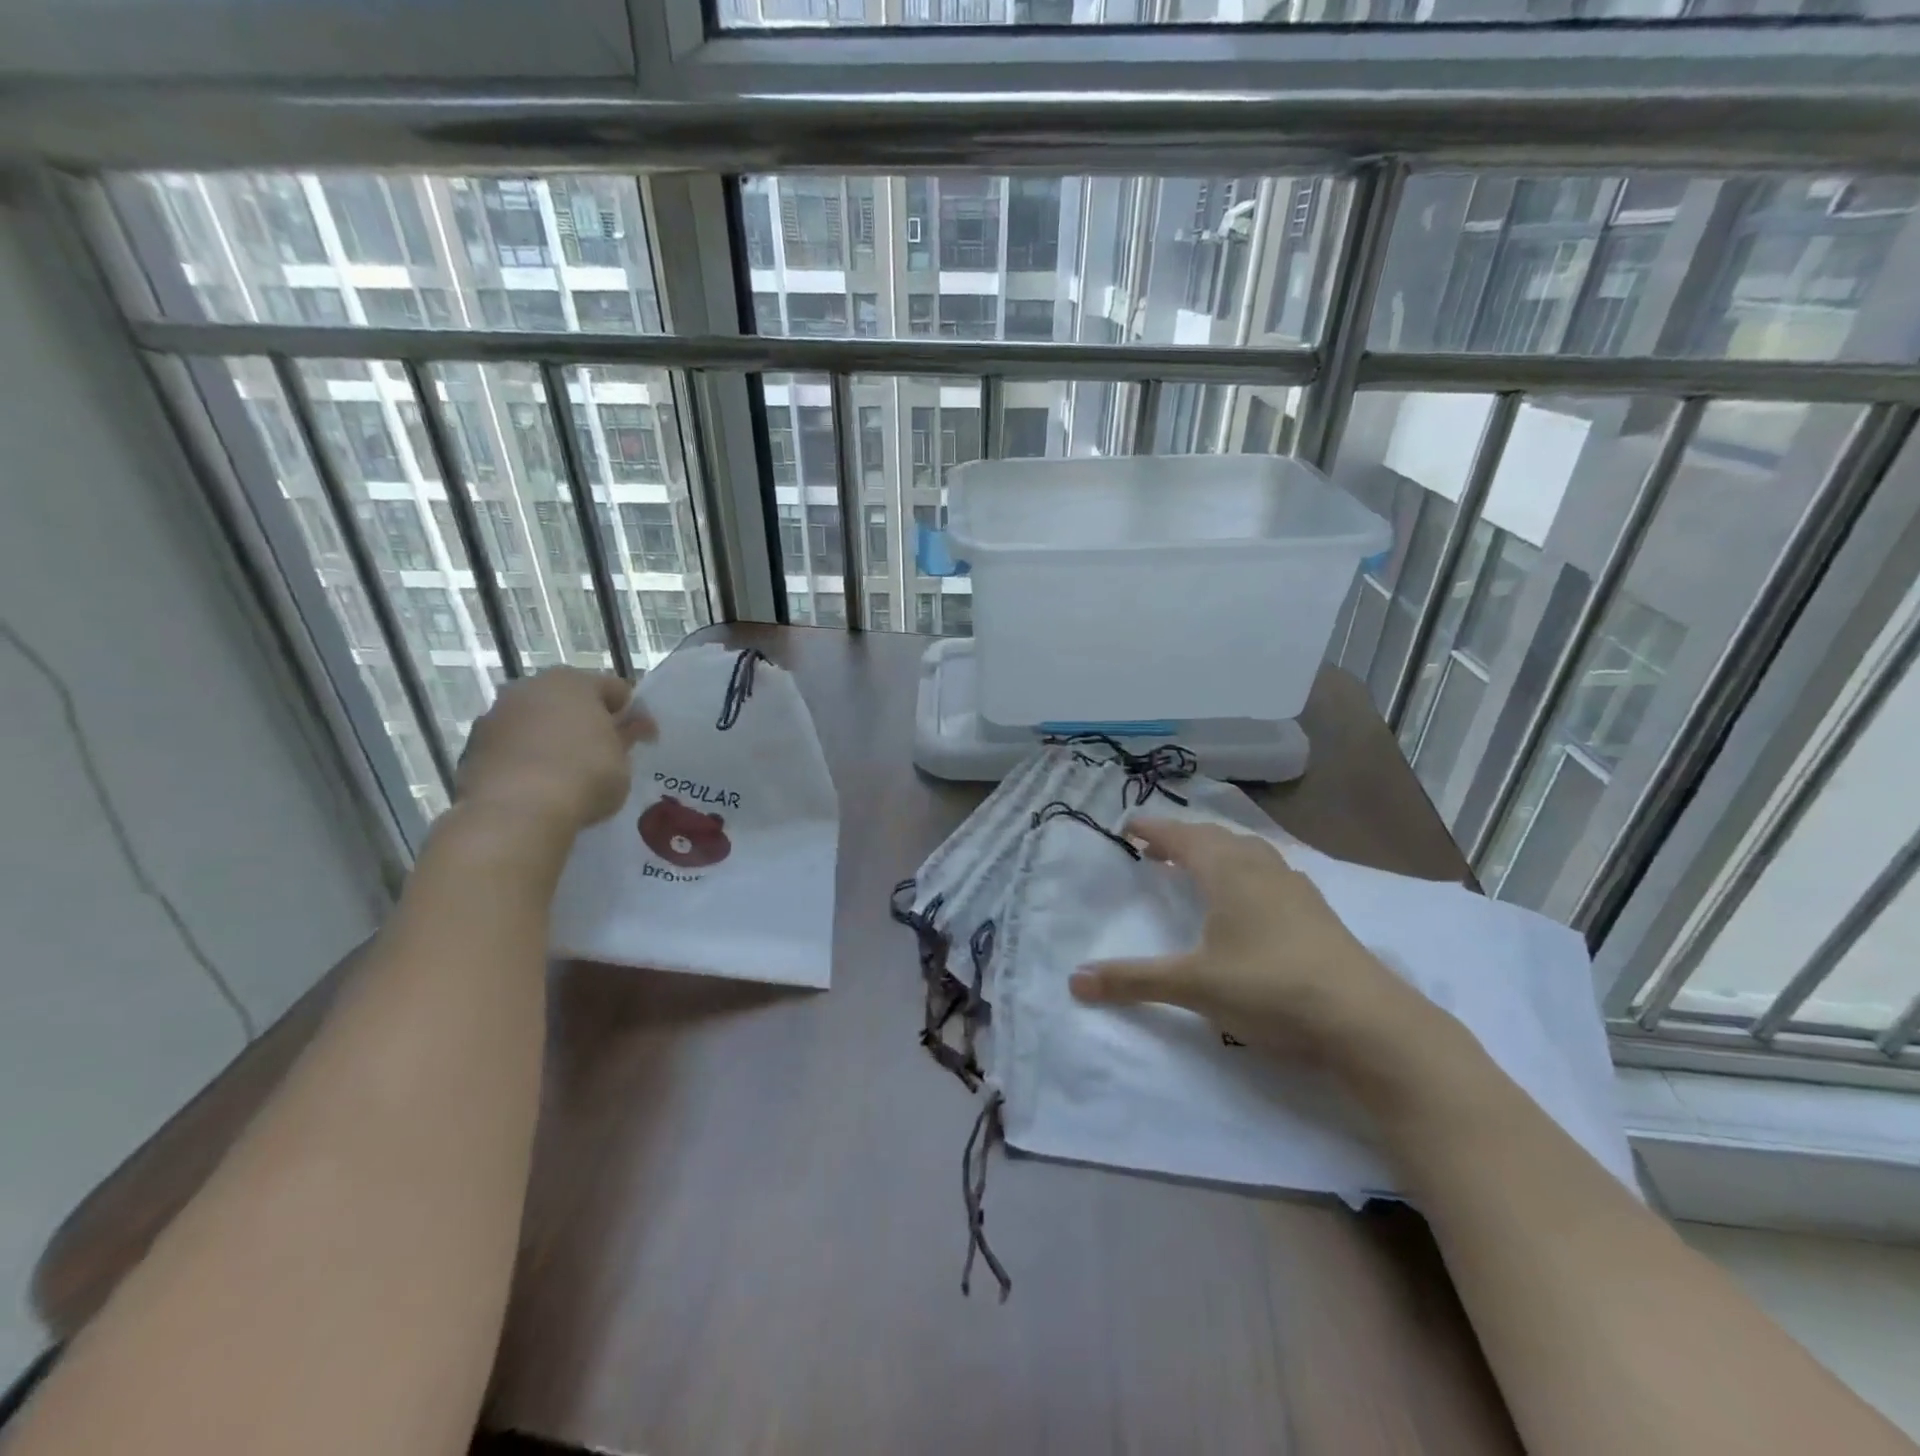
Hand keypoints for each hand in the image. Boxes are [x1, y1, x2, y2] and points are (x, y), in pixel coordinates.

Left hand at [454, 668, 654, 838]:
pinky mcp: (473, 746)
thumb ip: (628, 738)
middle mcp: (531, 688)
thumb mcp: (622, 760)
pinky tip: (540, 785)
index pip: (615, 689)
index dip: (633, 713)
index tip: (643, 739)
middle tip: (605, 752)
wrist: (516, 812)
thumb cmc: (584, 776)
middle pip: (569, 700)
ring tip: (570, 772)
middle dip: (588, 721)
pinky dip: (527, 758)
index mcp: (573, 682)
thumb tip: (637, 726)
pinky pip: (512, 747)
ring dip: (553, 738)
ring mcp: (496, 715)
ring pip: (536, 722)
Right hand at [1068, 819, 1438, 1079]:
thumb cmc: (1269, 988)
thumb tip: (1074, 981)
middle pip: (1215, 838)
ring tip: (1198, 867)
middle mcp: (1261, 868)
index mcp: (1228, 871)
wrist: (1365, 1020)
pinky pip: (1270, 874)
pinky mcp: (1318, 913)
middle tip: (1156, 849)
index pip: (1181, 838)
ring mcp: (1295, 888)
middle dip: (1182, 839)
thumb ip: (1133, 980)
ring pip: (1248, 853)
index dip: (1153, 830)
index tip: (1129, 826)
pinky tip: (1250, 899)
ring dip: (1217, 852)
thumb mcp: (1193, 985)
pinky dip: (1246, 872)